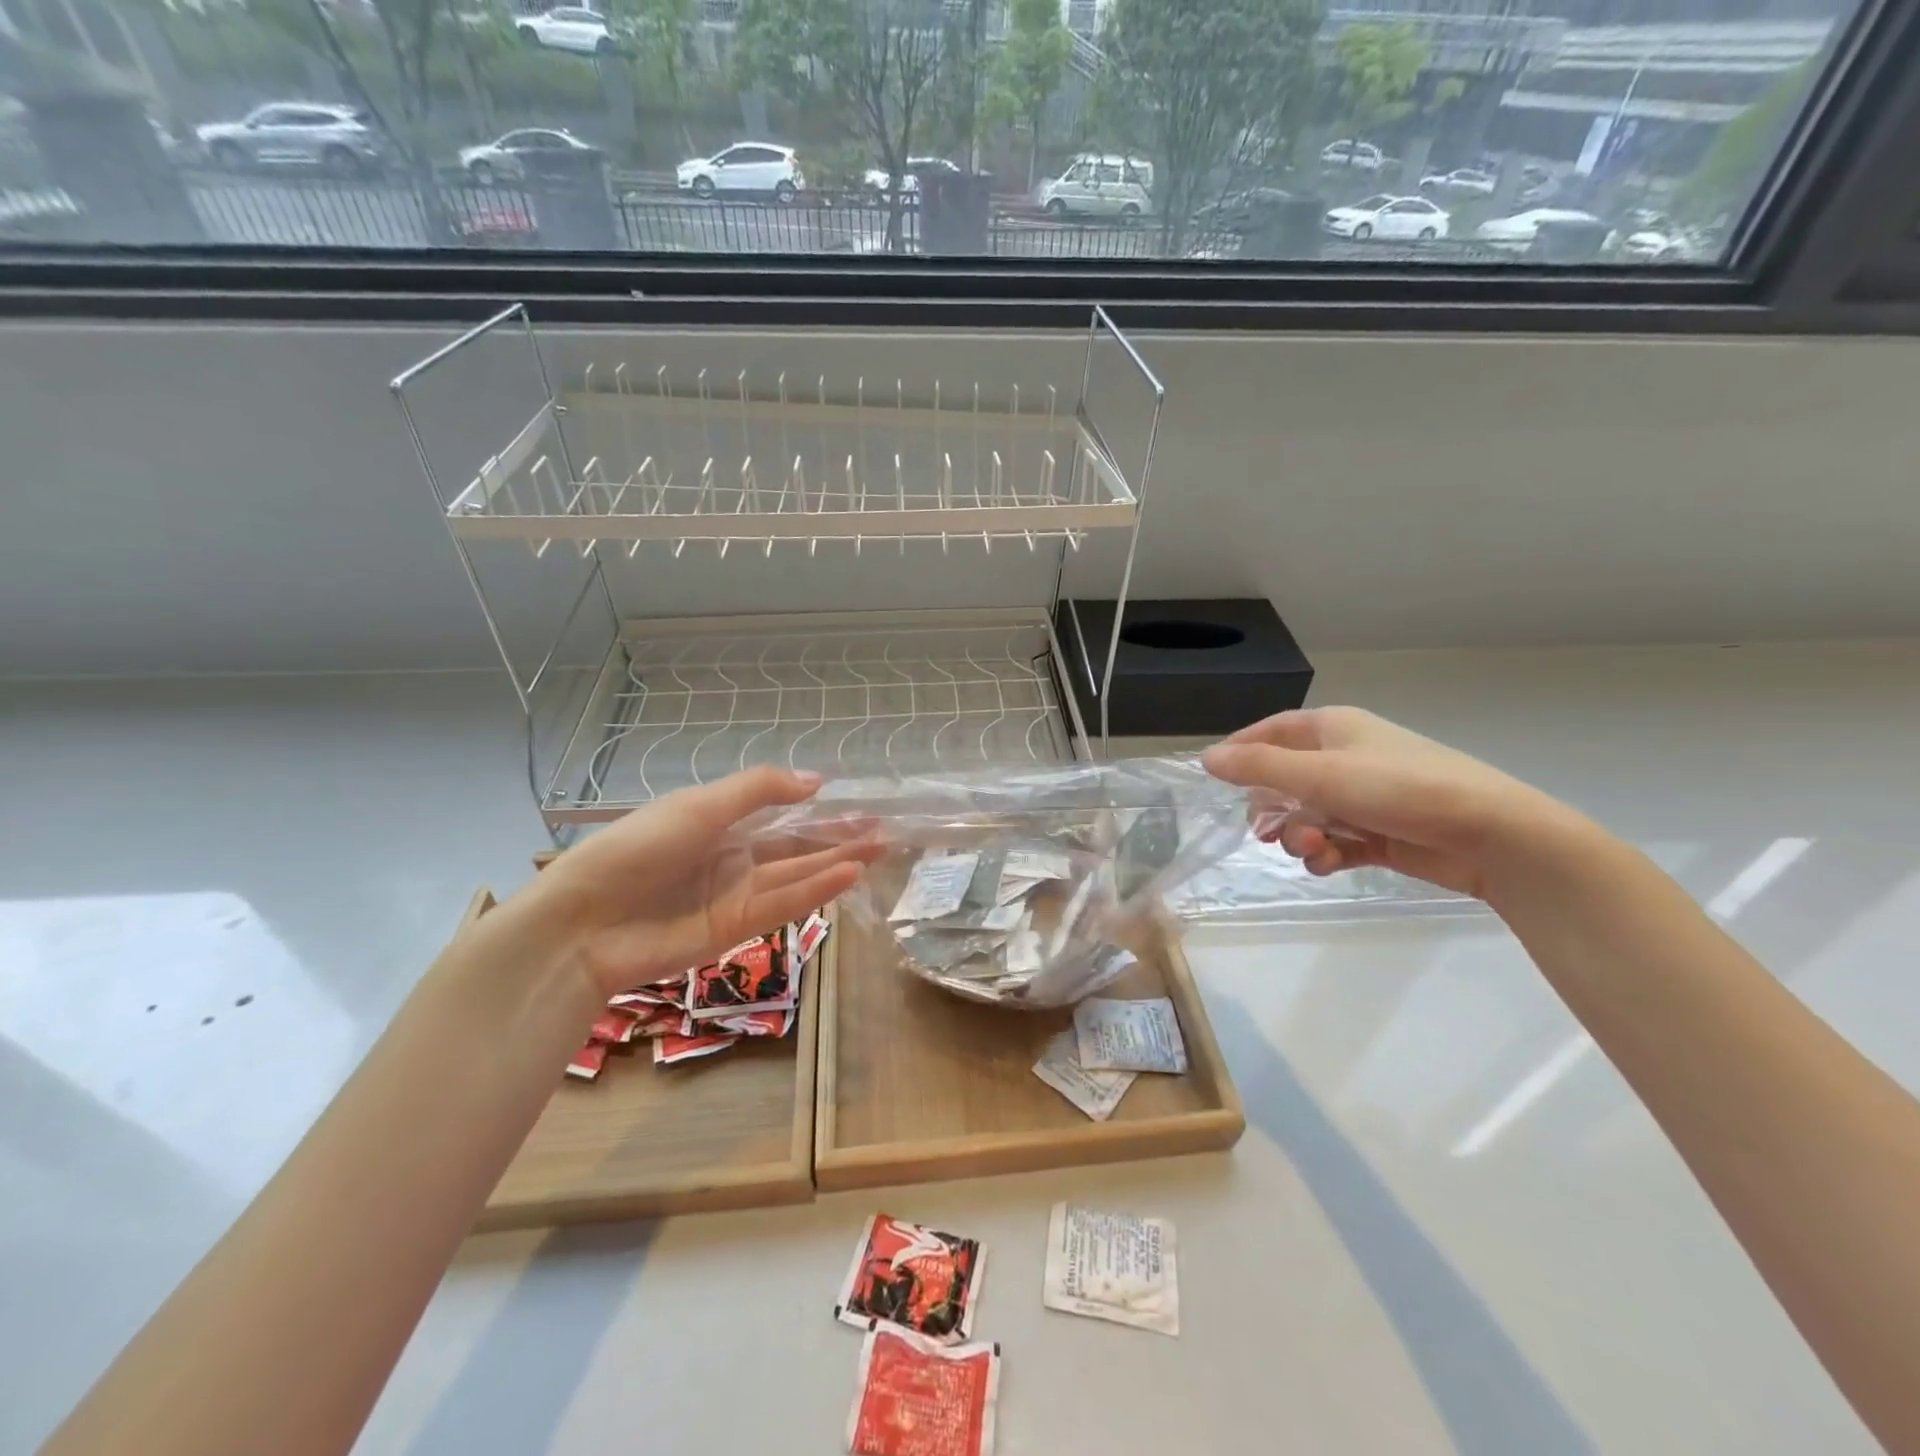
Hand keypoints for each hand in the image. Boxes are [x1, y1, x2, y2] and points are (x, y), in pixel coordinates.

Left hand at [517, 767, 876, 996]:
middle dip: (838, 837)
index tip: (857, 803)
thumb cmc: (637, 849)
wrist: (584, 923)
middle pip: (796, 845)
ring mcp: (736, 894)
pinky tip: (848, 874)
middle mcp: (731, 856)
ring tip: (879, 850)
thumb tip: (817, 780)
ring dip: (837, 862)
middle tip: (884, 830)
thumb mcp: (700, 805)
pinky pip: (784, 904)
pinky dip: (816, 890)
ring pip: (798, 874)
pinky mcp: (737, 929)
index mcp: (717, 821)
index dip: (819, 808)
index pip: (779, 812)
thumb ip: (759, 791)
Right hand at [1201, 707, 1576, 900]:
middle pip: (1284, 779)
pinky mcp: (1381, 833)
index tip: (1215, 778)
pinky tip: (1328, 864)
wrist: (1492, 834)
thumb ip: (1259, 767)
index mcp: (1332, 729)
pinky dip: (1325, 854)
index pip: (1271, 731)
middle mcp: (1345, 757)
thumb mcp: (1320, 774)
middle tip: (1266, 830)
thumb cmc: (1400, 789)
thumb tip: (1206, 758)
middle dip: (1272, 808)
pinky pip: (1335, 841)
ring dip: (1299, 835)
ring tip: (1311, 850)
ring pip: (1308, 815)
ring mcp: (1365, 797)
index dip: (1241, 751)